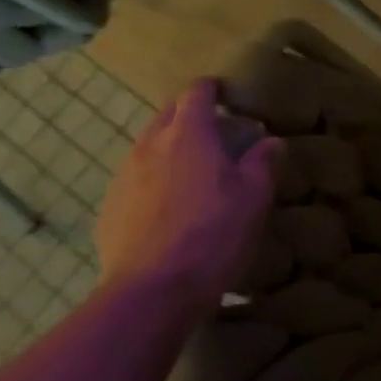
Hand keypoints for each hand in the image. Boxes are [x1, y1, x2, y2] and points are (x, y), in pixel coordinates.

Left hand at [95, 79, 283, 315]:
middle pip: (167, 115)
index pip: (196, 93)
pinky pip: (135, 180)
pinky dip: (155, 180)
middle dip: (190, 115)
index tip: (228, 94)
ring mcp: (123, 177)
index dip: (212, 88)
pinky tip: (172, 207)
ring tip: (195, 171)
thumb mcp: (254, 196)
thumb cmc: (213, 232)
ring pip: (148, 147)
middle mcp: (149, 146)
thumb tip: (271, 141)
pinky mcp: (109, 208)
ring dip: (171, 148)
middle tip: (218, 132)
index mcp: (188, 134)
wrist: (152, 291)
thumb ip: (262, 162)